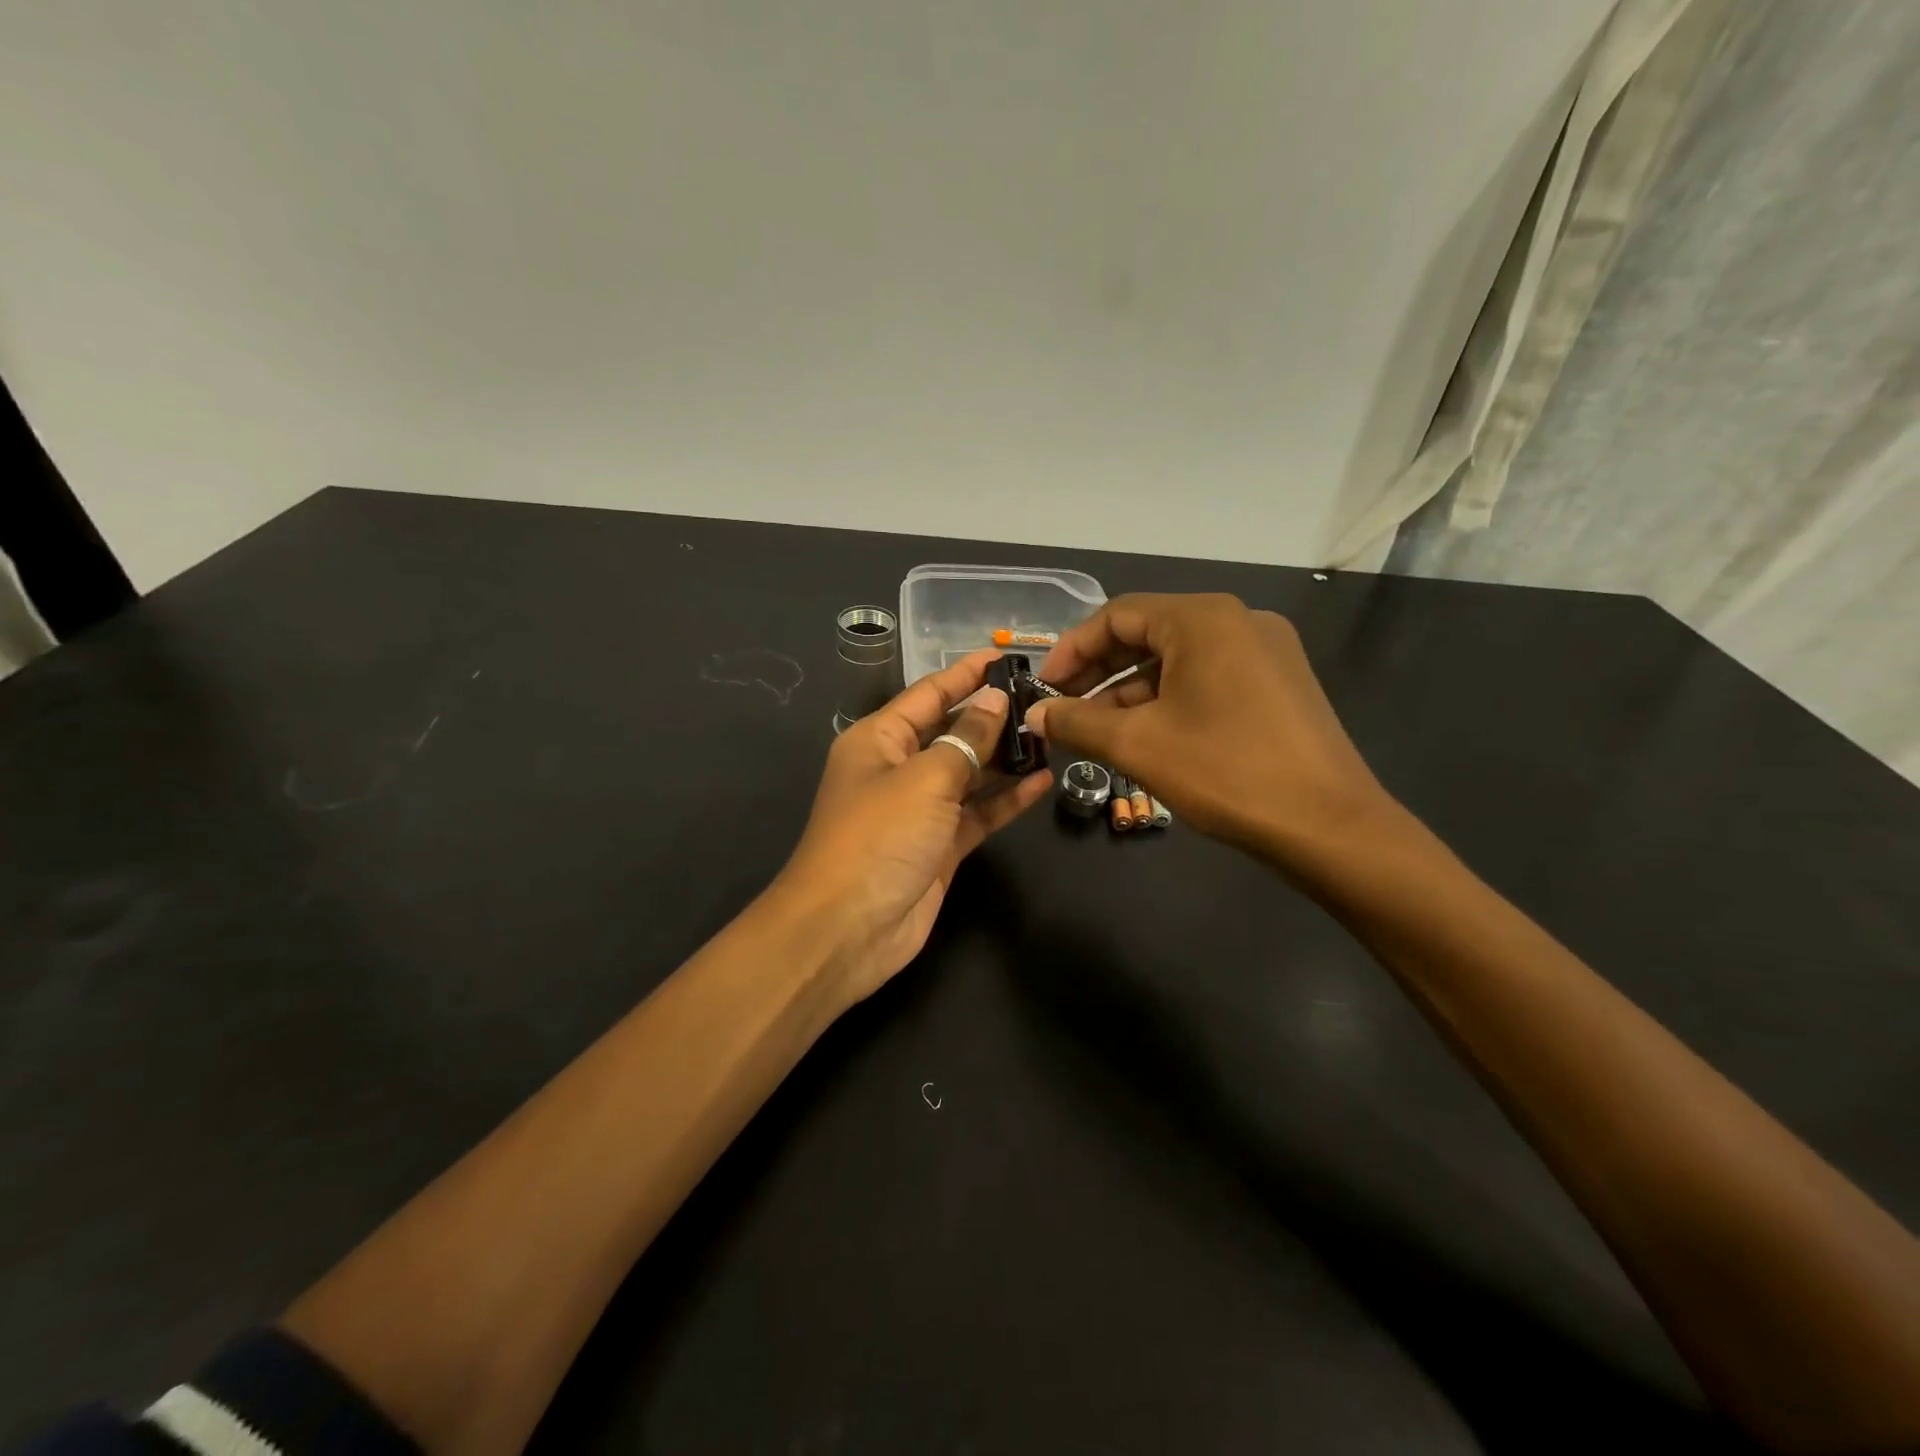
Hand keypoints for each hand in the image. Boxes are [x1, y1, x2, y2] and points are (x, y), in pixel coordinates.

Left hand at [775, 649, 1051, 1003]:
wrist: (847, 929)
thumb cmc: (878, 837)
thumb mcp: (925, 778)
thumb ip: (967, 739)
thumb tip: (995, 700)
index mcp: (879, 739)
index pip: (929, 694)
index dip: (966, 674)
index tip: (1005, 656)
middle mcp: (898, 768)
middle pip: (952, 732)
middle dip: (993, 717)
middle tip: (1045, 699)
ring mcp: (921, 810)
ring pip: (970, 773)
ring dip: (1006, 758)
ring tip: (1052, 737)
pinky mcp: (940, 846)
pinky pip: (978, 812)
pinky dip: (1006, 799)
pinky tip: (1042, 782)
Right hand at [1025, 593, 1398, 864]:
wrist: (1329, 826)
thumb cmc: (1225, 772)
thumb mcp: (1138, 745)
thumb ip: (1076, 722)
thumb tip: (1033, 714)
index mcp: (1203, 618)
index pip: (1117, 615)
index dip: (1072, 649)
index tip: (1043, 687)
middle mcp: (1237, 620)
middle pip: (1148, 633)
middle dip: (1099, 672)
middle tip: (1062, 708)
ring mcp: (1265, 651)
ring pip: (1178, 659)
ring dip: (1130, 691)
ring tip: (1095, 730)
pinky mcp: (1279, 683)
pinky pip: (1208, 678)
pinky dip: (1169, 700)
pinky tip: (1145, 735)